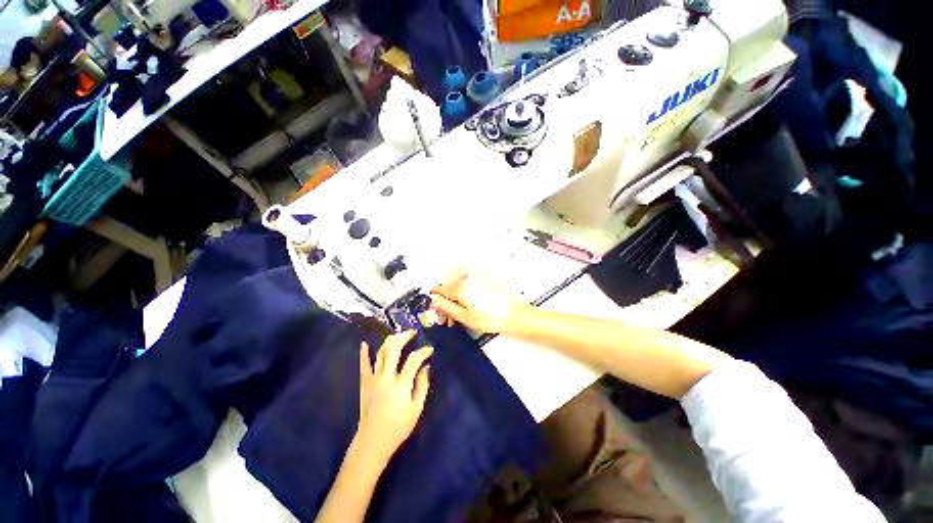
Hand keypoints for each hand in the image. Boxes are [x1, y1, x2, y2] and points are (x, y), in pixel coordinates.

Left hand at [356, 331, 431, 463]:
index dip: (423, 351)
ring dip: (390, 340)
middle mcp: (386, 377)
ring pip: (380, 353)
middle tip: (413, 332)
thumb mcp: (416, 409)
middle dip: (404, 337)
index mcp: (401, 384)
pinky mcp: (364, 384)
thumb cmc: (398, 427)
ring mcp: (373, 379)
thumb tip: (426, 367)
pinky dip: (363, 353)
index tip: (430, 349)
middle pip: (394, 349)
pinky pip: (363, 365)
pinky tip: (364, 343)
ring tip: (398, 334)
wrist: (373, 442)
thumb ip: (422, 386)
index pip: (414, 359)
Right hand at [430, 272, 531, 333]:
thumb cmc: (489, 318)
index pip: (439, 290)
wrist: (514, 315)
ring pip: (458, 288)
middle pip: (448, 288)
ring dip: (455, 301)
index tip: (437, 313)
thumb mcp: (463, 317)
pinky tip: (469, 309)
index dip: (435, 302)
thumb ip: (445, 307)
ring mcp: (477, 278)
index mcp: (460, 286)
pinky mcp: (484, 281)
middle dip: (445, 303)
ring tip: (459, 317)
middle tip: (448, 320)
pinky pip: (468, 287)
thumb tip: (433, 300)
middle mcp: (467, 278)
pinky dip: (465, 297)